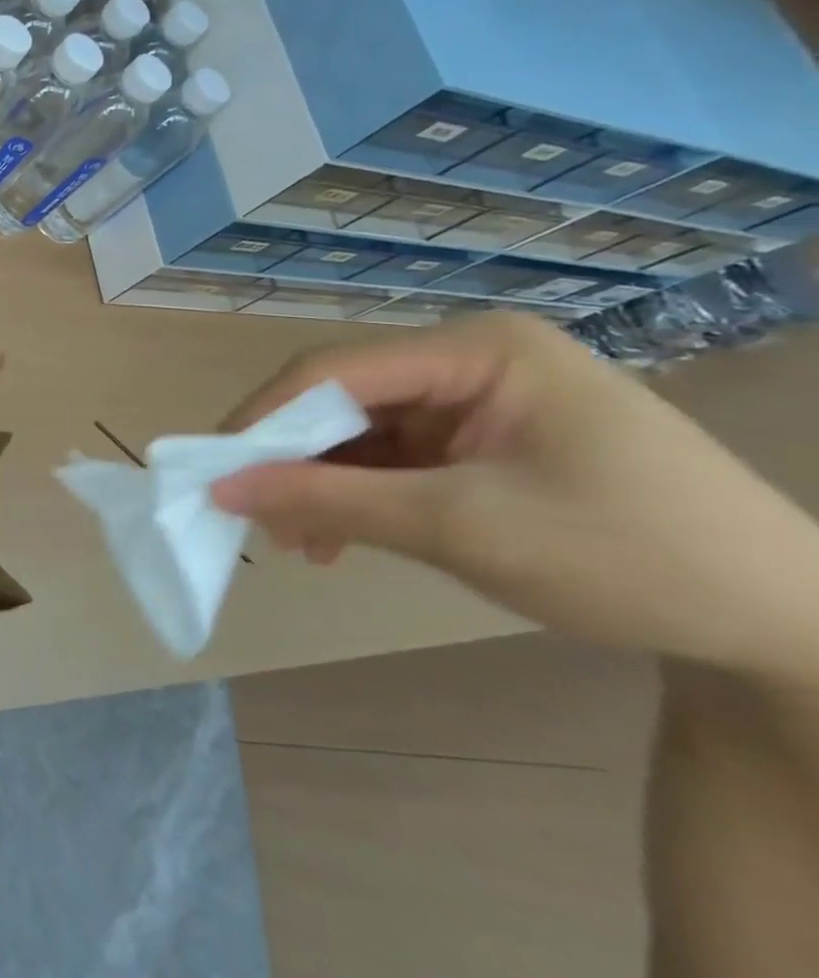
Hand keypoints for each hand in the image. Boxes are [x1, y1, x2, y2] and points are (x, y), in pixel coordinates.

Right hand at [211, 313, 818, 681]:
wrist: (786, 628)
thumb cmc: (628, 557)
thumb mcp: (462, 528)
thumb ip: (331, 501)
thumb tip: (224, 489)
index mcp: (478, 349)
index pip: (335, 371)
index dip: (266, 419)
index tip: (216, 471)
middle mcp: (469, 360)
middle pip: (343, 399)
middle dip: (293, 459)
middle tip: (254, 516)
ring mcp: (476, 401)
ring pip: (361, 433)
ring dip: (321, 485)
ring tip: (298, 544)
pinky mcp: (482, 442)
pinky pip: (392, 459)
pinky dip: (358, 498)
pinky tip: (338, 541)